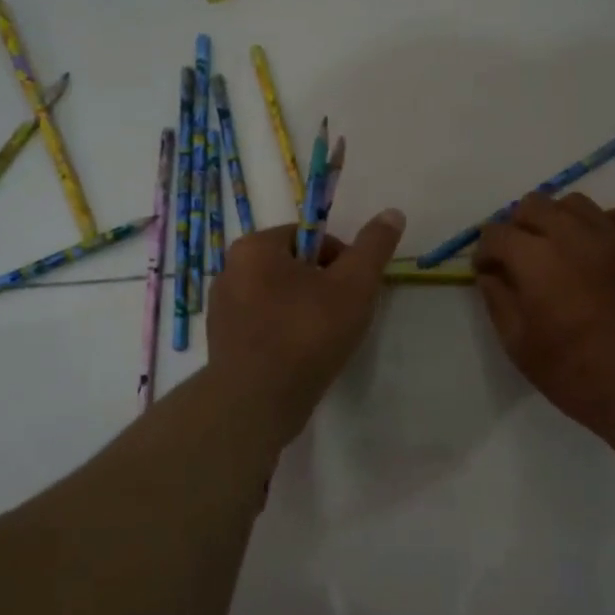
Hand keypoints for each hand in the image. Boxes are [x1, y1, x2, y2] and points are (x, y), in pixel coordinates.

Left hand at [207, 209, 406, 440]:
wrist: (257, 402)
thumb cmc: (306, 334)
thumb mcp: (353, 286)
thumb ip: (373, 248)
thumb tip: (392, 213)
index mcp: (254, 247)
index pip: (309, 237)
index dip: (340, 261)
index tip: (354, 291)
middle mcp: (229, 270)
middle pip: (293, 267)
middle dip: (321, 287)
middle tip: (342, 318)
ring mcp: (221, 309)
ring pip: (277, 298)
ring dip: (303, 312)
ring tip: (323, 341)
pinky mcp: (222, 342)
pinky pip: (263, 326)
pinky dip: (283, 334)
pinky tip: (300, 358)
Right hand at [473, 193, 614, 439]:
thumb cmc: (576, 374)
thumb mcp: (519, 346)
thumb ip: (498, 301)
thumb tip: (491, 274)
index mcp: (537, 259)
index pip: (496, 233)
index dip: (484, 252)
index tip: (487, 273)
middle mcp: (574, 236)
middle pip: (534, 205)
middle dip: (518, 228)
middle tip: (520, 260)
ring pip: (577, 204)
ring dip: (559, 220)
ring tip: (561, 250)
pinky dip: (613, 222)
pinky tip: (606, 245)